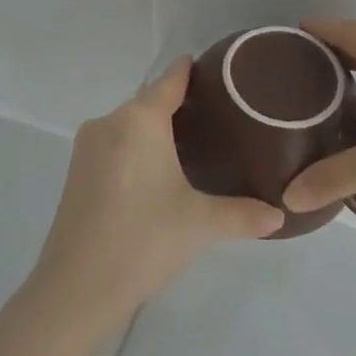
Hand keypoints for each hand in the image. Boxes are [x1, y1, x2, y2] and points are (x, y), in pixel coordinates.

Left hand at [27, 58, 283, 334]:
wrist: (75, 288)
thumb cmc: (143, 240)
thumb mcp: (200, 224)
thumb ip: (243, 214)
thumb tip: (280, 216)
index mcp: (139, 121)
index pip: (170, 81)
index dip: (191, 71)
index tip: (214, 67)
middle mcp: (110, 123)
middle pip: (149, 102)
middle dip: (179, 105)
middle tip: (218, 117)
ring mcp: (87, 148)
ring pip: (130, 125)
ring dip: (156, 129)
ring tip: (193, 144)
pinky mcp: (76, 173)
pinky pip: (114, 145)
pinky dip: (136, 148)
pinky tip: (157, 171)